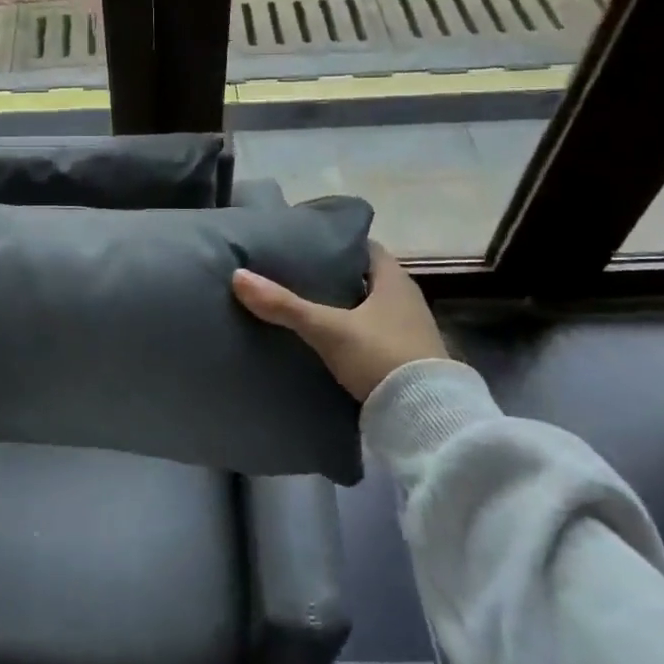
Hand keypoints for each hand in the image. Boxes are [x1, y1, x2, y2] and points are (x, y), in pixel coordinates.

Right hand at [232, 242, 446, 403]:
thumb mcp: (327, 328)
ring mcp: (410, 332)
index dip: (338, 244)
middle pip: (366, 279)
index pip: (366, 248)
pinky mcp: (407, 360)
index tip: (307, 246)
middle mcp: (407, 301)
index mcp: (395, 281)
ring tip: (306, 308)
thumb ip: (284, 305)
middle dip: (336, 277)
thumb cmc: (381, 357)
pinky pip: (374, 335)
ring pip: (370, 309)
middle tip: (297, 276)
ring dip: (345, 308)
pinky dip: (352, 334)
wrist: (425, 418)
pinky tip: (327, 342)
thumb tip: (238, 276)